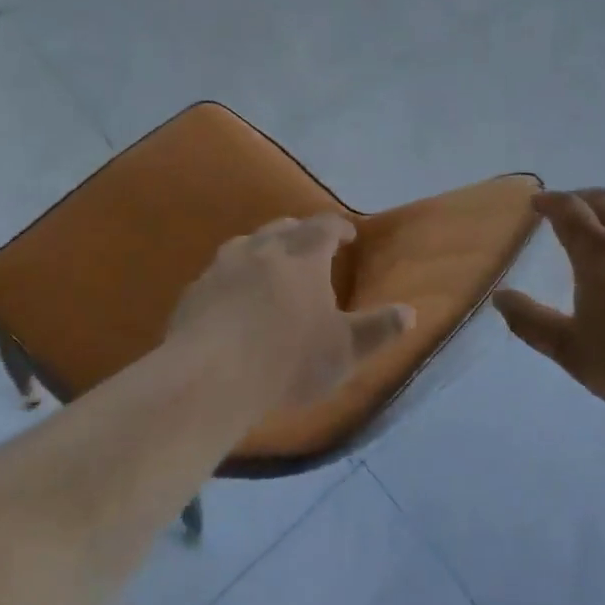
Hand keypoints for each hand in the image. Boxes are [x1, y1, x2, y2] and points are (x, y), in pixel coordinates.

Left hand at [168, 214, 414, 413]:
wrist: (210, 377)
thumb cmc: (288, 359)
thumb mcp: (345, 350)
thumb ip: (378, 330)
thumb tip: (410, 313)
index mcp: (303, 255)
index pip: (324, 227)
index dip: (338, 228)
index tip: (347, 235)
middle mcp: (262, 249)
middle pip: (283, 228)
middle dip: (300, 232)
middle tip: (309, 246)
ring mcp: (223, 267)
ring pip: (246, 243)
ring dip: (262, 248)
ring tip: (268, 264)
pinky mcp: (194, 291)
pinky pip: (218, 272)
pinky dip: (232, 277)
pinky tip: (231, 297)